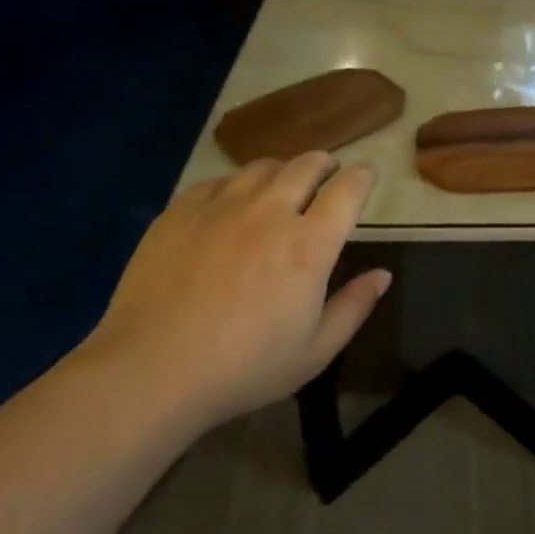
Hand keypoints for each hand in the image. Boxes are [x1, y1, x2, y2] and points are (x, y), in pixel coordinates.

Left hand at [76, 154, 389, 428]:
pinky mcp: (182, 210)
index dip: (363, 177)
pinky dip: (236, 185)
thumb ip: (354, 307)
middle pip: (306, 165)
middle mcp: (270, 212)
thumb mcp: (313, 352)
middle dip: (325, 163)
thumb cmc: (243, 369)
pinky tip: (231, 203)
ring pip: (262, 167)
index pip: (348, 191)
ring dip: (282, 170)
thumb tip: (383, 275)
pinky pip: (218, 182)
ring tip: (281, 185)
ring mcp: (222, 206)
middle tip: (328, 173)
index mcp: (308, 245)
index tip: (367, 175)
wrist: (151, 370)